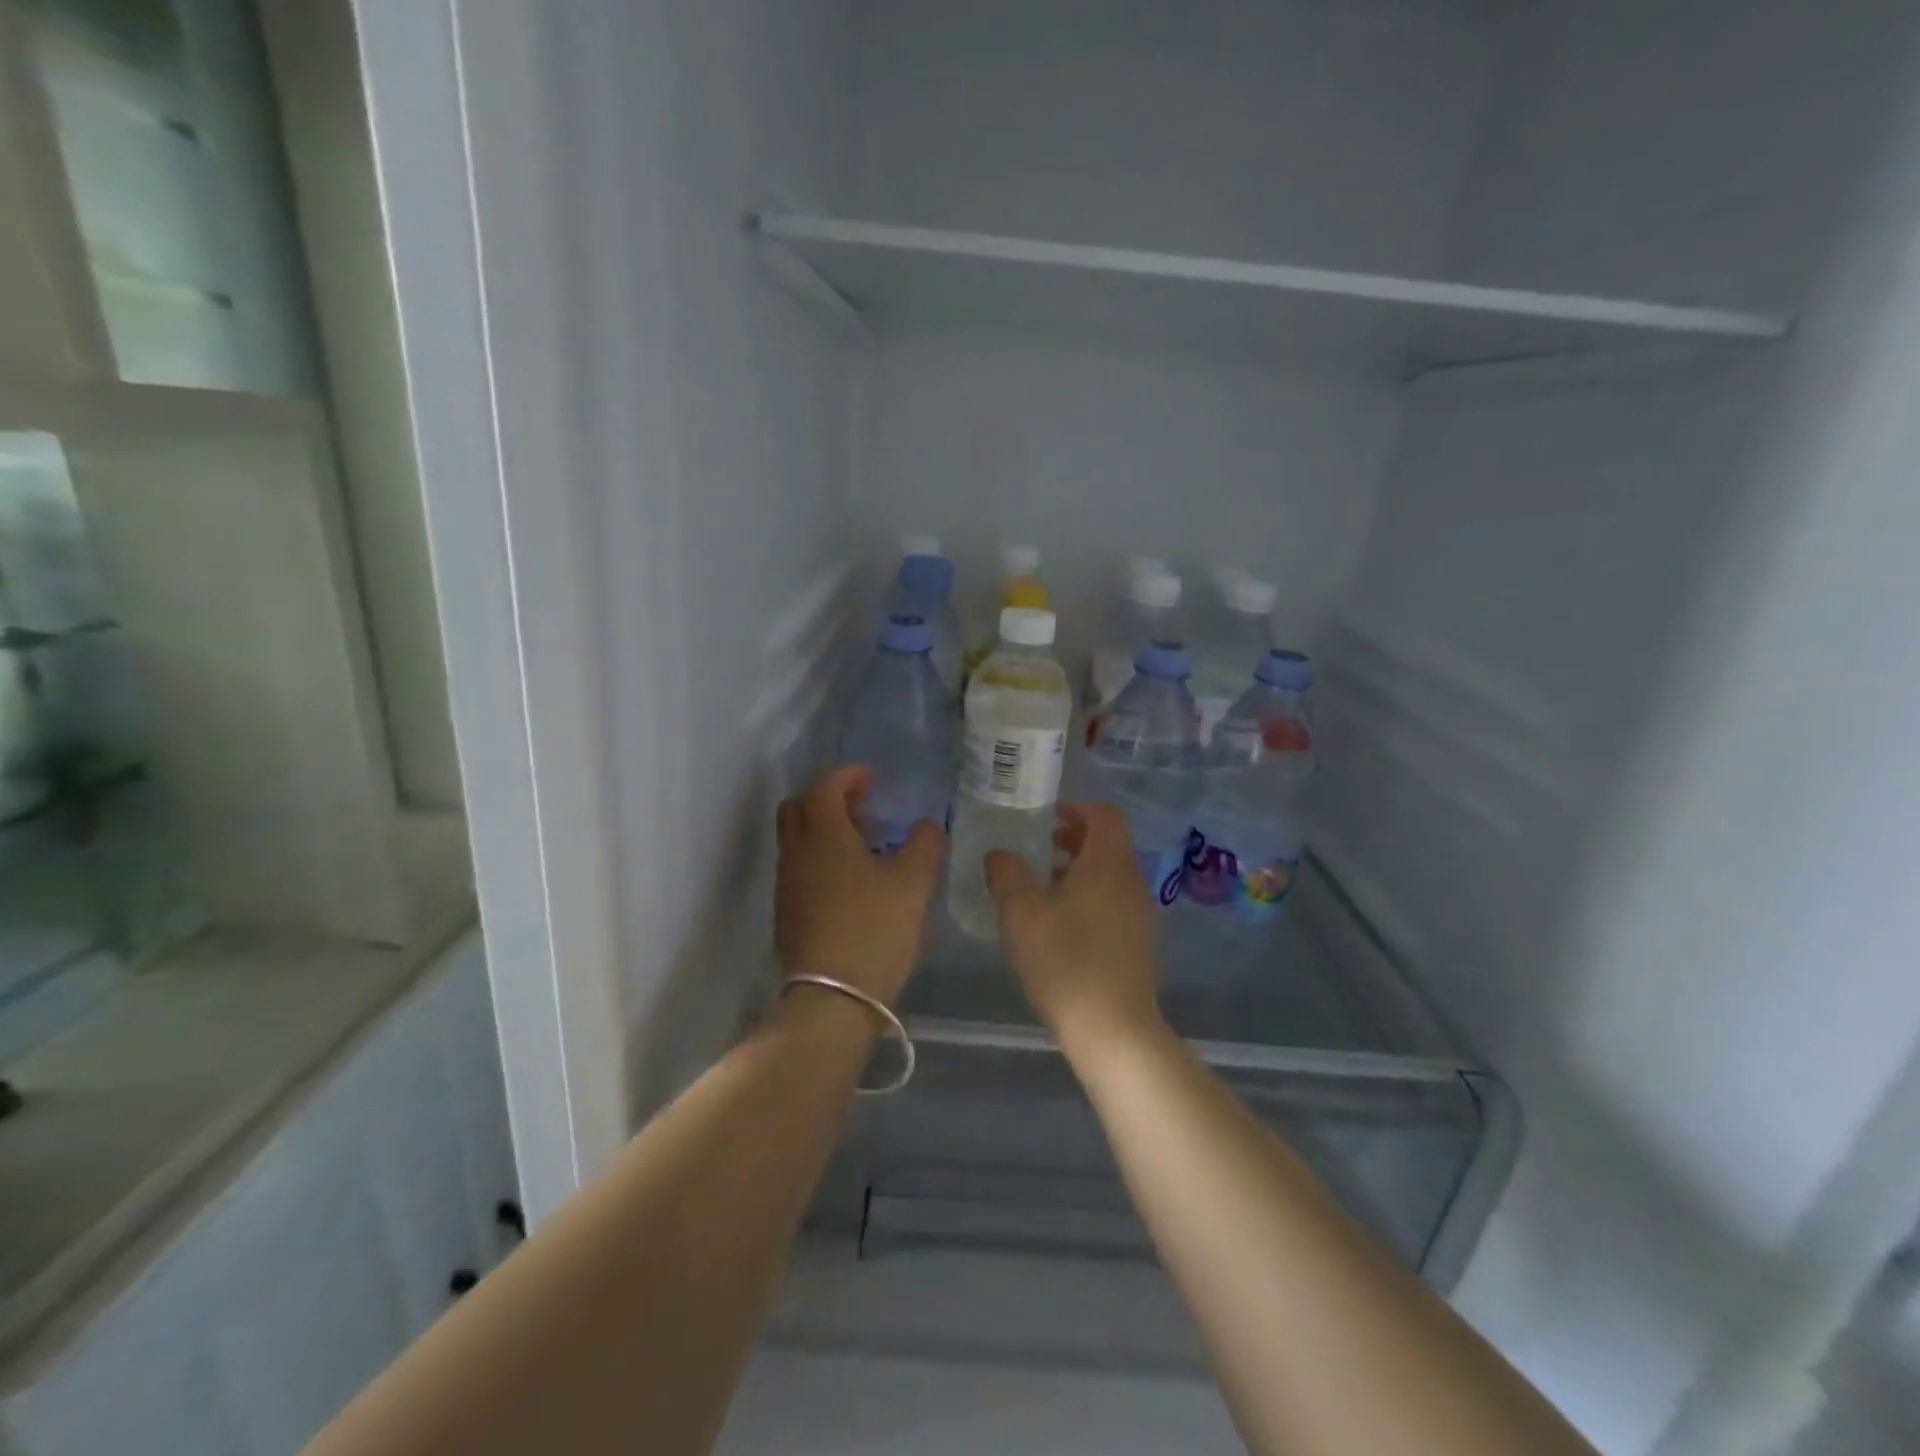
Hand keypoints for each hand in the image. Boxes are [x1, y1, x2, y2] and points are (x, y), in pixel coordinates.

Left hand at [775, 767, 943, 1005]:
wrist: (830, 999)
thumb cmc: (873, 930)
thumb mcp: (913, 883)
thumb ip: (925, 845)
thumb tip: (927, 826)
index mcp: (823, 835)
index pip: (823, 786)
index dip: (847, 776)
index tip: (872, 779)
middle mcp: (796, 853)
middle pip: (799, 807)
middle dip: (828, 797)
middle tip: (863, 806)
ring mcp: (786, 884)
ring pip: (797, 838)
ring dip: (824, 828)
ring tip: (864, 843)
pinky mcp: (786, 912)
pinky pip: (799, 866)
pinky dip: (820, 856)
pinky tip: (851, 880)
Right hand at [985, 802, 1165, 1053]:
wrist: (1113, 1029)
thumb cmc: (1065, 961)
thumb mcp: (1021, 913)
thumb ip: (1007, 874)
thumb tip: (999, 854)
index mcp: (1108, 864)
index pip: (1106, 815)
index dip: (1078, 808)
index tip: (1048, 817)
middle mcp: (1131, 882)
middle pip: (1110, 843)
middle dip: (1075, 839)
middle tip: (1040, 848)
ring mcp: (1140, 914)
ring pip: (1111, 874)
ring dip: (1080, 869)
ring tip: (1044, 887)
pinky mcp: (1139, 943)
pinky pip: (1114, 902)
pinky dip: (1090, 896)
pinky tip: (1061, 925)